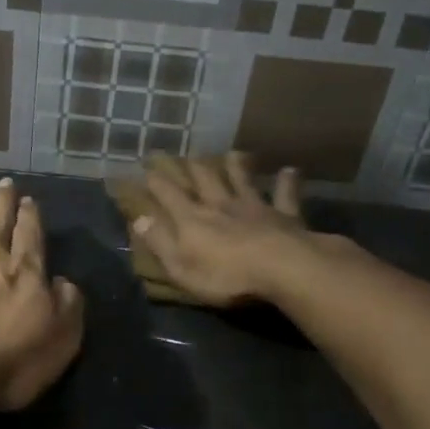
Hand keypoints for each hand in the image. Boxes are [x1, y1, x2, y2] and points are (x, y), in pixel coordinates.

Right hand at [134, 153, 316, 305]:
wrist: (281, 268)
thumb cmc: (226, 275)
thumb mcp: (181, 267)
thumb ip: (160, 241)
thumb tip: (139, 218)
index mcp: (193, 220)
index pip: (169, 195)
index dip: (157, 182)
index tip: (147, 169)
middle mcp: (221, 205)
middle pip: (205, 181)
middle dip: (194, 168)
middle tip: (187, 156)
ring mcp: (254, 207)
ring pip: (242, 181)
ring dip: (236, 167)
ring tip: (232, 153)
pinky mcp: (284, 215)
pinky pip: (285, 194)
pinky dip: (287, 181)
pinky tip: (290, 170)